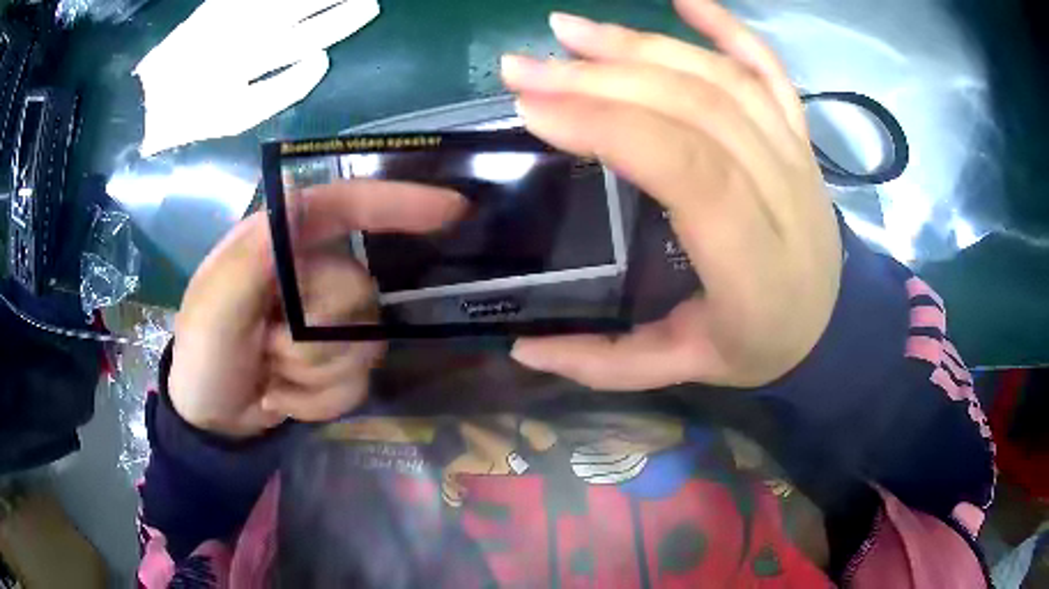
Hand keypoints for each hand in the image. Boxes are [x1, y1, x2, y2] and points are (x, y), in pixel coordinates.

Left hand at [135, 0, 378, 155]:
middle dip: (336, 1)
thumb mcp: (237, 116)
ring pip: (285, 1)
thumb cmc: (191, 116)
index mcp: (255, 62)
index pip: (310, 36)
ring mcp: (232, 17)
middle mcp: (249, 32)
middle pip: (302, 9)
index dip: (339, 22)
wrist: (143, 103)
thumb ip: (280, 91)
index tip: (365, 7)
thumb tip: (321, 61)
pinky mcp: (216, 8)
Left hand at [168, 181, 464, 437]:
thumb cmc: (203, 354)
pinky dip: (317, 402)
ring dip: (312, 375)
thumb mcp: (215, 307)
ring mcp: (331, 325)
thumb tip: (300, 198)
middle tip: (268, 351)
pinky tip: (283, 398)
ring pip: (365, 346)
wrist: (212, 419)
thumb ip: (253, 257)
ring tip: (271, 377)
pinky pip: (357, 384)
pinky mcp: (339, 365)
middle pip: (359, 293)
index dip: (398, 203)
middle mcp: (313, 276)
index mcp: (282, 245)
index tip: (451, 209)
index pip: (347, 208)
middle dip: (313, 338)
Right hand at [501, 0, 841, 389]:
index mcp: (754, 263)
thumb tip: (520, 346)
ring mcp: (796, 154)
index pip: (688, 170)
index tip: (534, 108)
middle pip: (697, 107)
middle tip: (524, 66)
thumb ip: (605, 363)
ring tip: (568, 31)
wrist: (831, 326)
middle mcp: (784, 193)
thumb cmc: (758, 347)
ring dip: (641, 44)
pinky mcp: (799, 135)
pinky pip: (768, 67)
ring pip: (721, 78)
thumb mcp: (683, 370)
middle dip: (602, 77)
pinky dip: (726, 25)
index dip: (610, 127)